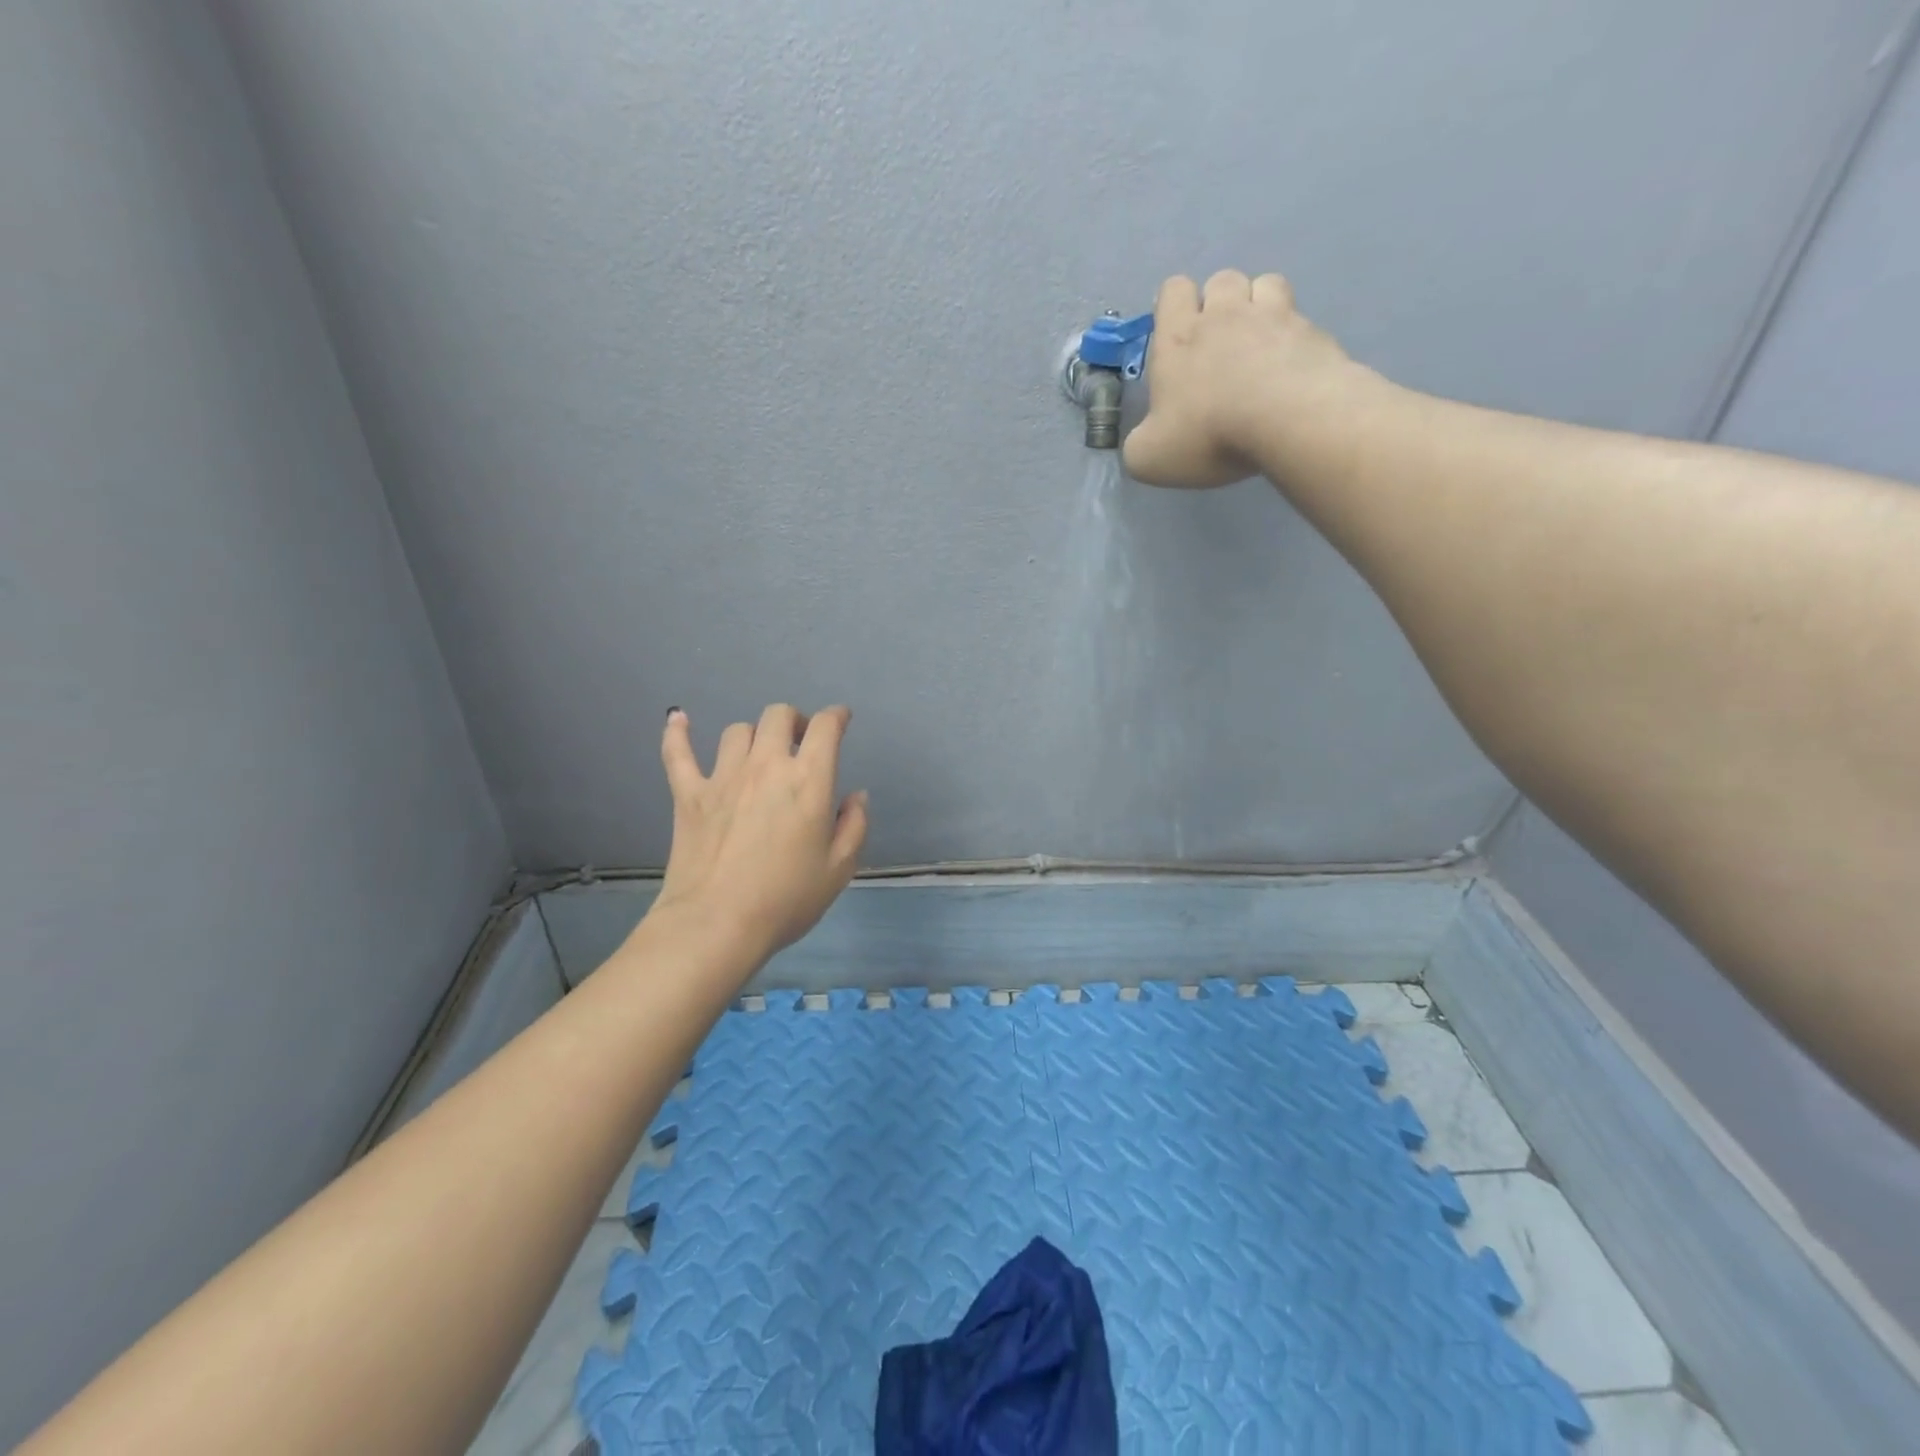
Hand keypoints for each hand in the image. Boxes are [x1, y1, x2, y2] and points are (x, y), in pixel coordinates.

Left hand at [646, 704, 868, 970]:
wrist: (717, 924)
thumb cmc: (786, 899)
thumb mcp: (839, 868)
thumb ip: (854, 825)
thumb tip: (856, 796)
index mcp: (808, 780)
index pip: (824, 728)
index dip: (835, 716)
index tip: (840, 719)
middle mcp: (766, 766)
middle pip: (777, 716)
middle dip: (793, 721)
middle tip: (798, 742)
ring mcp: (722, 777)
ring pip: (737, 731)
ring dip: (753, 736)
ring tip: (757, 754)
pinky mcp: (688, 794)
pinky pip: (678, 752)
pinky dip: (677, 732)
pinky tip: (678, 719)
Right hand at [1123, 270, 1365, 489]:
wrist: (1289, 420)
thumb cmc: (1208, 433)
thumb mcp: (1149, 457)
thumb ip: (1139, 446)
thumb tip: (1146, 441)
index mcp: (1179, 337)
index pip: (1173, 289)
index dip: (1173, 307)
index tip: (1177, 340)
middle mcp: (1226, 314)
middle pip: (1221, 280)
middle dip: (1219, 304)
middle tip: (1220, 348)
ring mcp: (1275, 317)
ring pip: (1266, 284)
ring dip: (1260, 306)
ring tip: (1259, 346)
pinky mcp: (1313, 332)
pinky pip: (1300, 319)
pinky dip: (1293, 338)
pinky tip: (1290, 370)